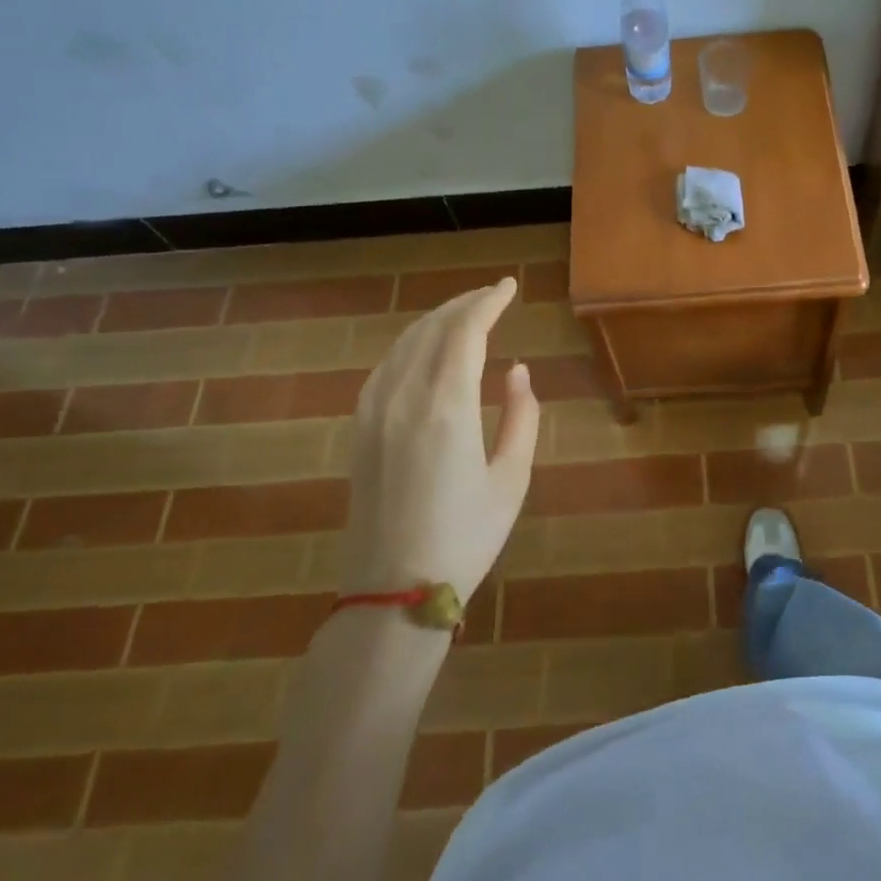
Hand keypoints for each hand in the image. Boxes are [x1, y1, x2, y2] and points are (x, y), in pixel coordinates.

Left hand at [342, 277, 539, 600]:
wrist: (392, 593)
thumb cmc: (465, 537)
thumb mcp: (512, 479)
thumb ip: (521, 417)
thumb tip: (517, 371)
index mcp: (447, 407)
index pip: (466, 331)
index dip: (489, 302)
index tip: (510, 287)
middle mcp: (404, 397)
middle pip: (432, 329)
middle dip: (465, 305)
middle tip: (494, 295)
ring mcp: (374, 412)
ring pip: (404, 344)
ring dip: (436, 321)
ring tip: (465, 315)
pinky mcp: (359, 430)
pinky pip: (384, 367)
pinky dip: (410, 345)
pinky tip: (424, 351)